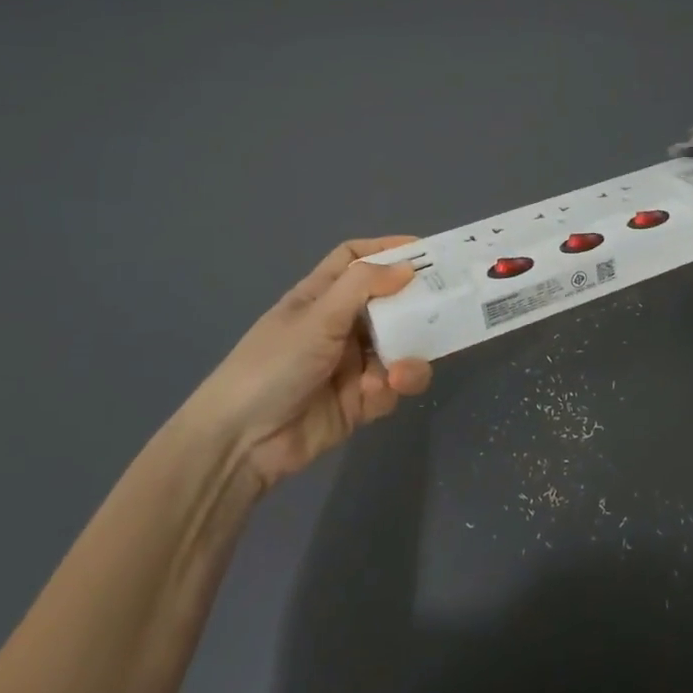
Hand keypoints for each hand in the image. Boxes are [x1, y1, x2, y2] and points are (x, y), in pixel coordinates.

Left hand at [186, 237, 433, 494]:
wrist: (242, 443)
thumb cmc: (274, 364)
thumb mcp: (317, 317)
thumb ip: (364, 286)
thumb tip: (407, 266)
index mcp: (322, 296)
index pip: (355, 260)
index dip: (386, 250)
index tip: (425, 250)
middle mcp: (340, 325)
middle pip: (388, 302)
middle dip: (415, 303)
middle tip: (450, 302)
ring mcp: (352, 364)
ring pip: (399, 346)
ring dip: (408, 353)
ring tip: (401, 369)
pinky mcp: (361, 401)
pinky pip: (392, 385)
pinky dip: (392, 387)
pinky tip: (379, 393)